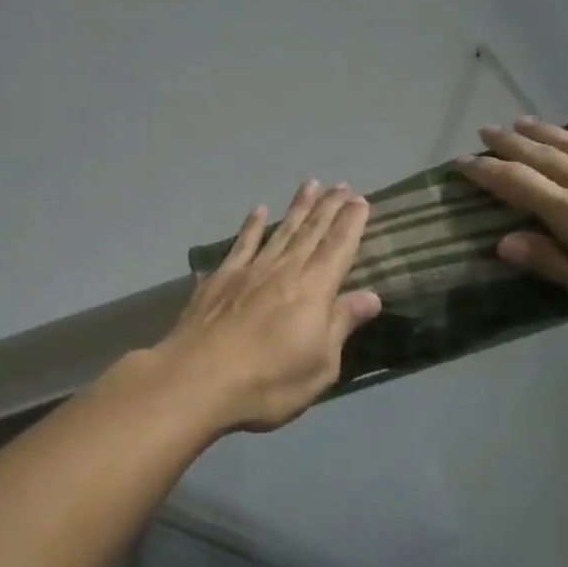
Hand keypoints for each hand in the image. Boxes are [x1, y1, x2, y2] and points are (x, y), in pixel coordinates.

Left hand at [154, 181, 382, 432]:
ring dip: (297, 207)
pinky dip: (252, 225)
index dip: (351, 223)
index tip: (361, 200)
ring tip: (310, 185)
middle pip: (311, 231)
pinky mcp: (220, 278)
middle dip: (329, 207)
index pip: (338, 247)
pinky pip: (242, 243)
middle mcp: (284, 270)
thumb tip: (371, 296)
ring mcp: (250, 270)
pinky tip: (258, 210)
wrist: (197, 379)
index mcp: (314, 289)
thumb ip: (341, 324)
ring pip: (280, 230)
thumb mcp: (320, 365)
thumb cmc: (268, 381)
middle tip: (342, 185)